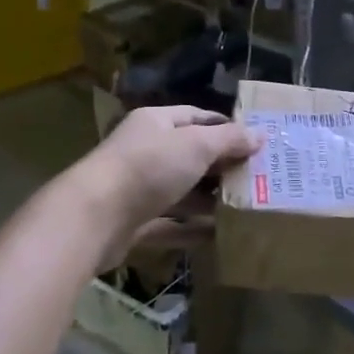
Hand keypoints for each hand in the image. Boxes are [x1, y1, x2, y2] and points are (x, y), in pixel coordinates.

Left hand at [68, 106, 260, 269]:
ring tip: (245, 208)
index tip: (255, 143)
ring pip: (181, 191)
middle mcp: (145, 151)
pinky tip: (219, 235)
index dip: (226, 128)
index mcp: (156, 123)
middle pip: (190, 155)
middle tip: (257, 178)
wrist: (94, 217)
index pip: (196, 117)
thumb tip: (260, 134)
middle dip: (222, 167)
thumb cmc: (149, 167)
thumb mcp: (196, 145)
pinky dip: (192, 229)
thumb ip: (229, 139)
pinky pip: (169, 224)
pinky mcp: (134, 223)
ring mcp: (138, 188)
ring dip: (209, 200)